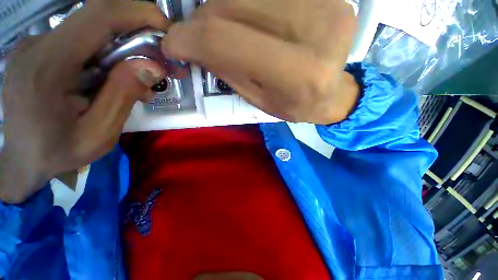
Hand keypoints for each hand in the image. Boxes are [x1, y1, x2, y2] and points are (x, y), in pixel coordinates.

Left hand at [0, 0, 168, 203]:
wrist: (23, 160)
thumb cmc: (58, 153)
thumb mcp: (99, 134)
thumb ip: (124, 96)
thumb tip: (153, 66)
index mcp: (47, 66)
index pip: (98, 16)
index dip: (138, 13)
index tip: (166, 30)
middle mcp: (38, 45)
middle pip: (98, 21)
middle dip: (138, 36)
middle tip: (162, 62)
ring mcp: (37, 45)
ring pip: (93, 32)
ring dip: (125, 51)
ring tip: (142, 81)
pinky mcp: (41, 51)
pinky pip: (83, 43)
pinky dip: (109, 56)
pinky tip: (117, 79)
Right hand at [162, 0, 359, 123]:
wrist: (331, 95)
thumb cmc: (295, 105)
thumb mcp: (259, 99)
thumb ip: (228, 71)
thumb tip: (191, 44)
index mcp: (298, 73)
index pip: (226, 40)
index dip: (188, 38)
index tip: (172, 44)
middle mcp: (315, 30)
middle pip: (233, 5)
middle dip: (204, 21)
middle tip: (198, 38)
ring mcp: (327, 4)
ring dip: (223, 10)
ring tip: (227, 33)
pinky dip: (246, 4)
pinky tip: (251, 22)